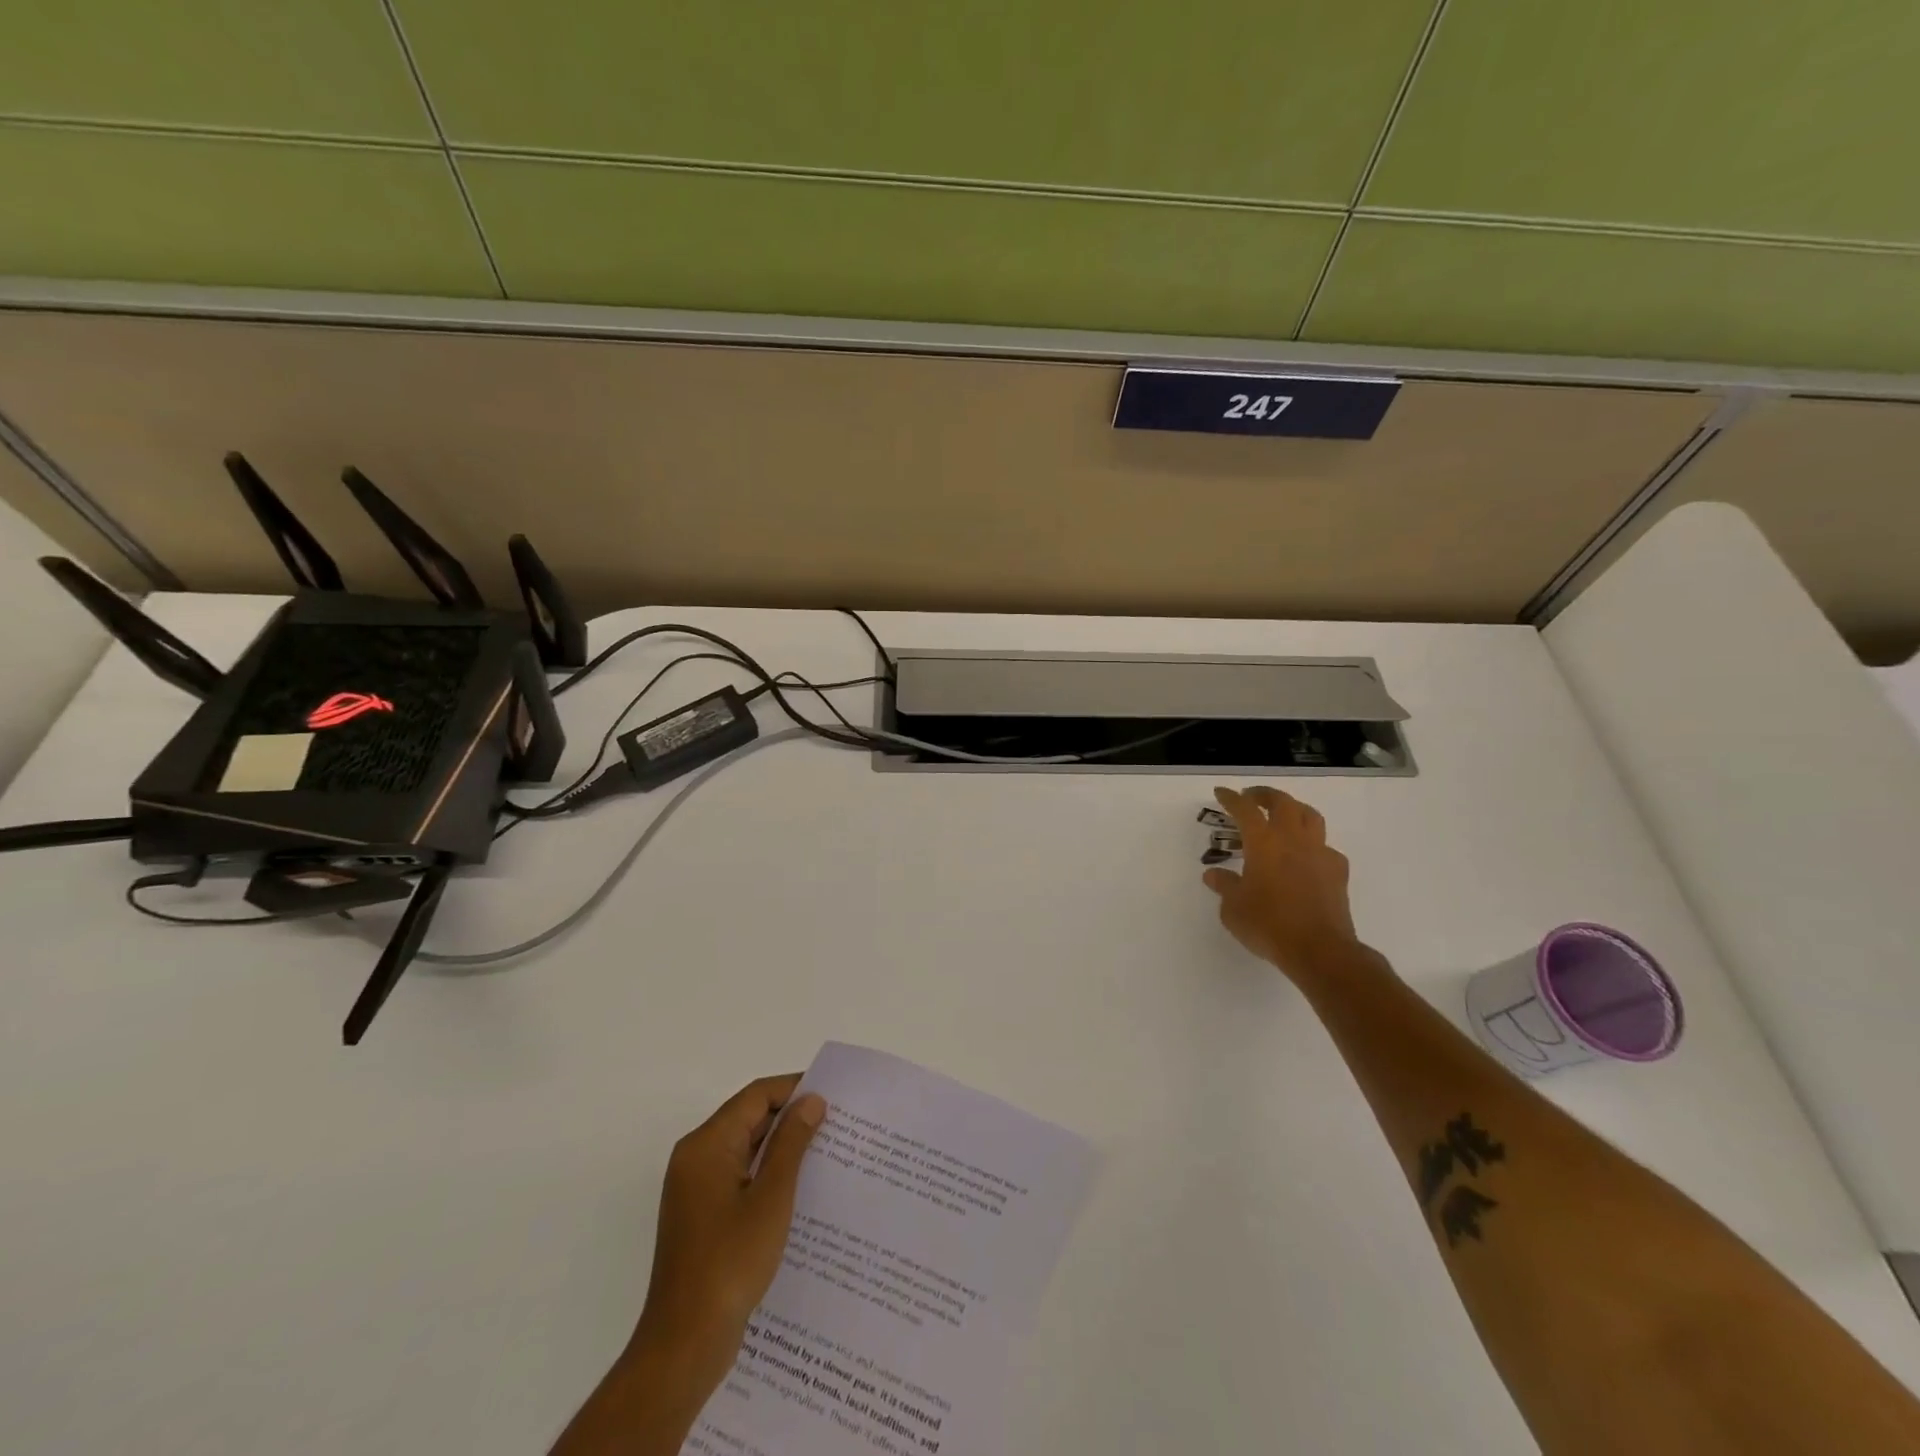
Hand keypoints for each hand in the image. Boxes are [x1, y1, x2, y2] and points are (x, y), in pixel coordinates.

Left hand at [631, 1075, 826, 1393]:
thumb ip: (792, 1143)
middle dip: (791, 1118)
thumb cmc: (730, 1262)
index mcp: (706, 1145)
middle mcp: (696, 1158)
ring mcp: (696, 1189)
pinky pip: (739, 1177)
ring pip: (745, 1149)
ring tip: (826, 1152)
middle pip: (748, 1119)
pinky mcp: (702, 1216)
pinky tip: (799, 1189)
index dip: (794, 1089)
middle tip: (836, 1123)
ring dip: (781, 1148)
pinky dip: (767, 1174)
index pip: (755, 1097)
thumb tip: (811, 1101)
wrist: (684, 1344)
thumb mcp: (771, 1197)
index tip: (832, 1094)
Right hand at [1202, 785, 1361, 980]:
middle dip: (1265, 795)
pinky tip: (1305, 857)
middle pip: (1282, 802)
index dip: (1231, 798)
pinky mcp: (1338, 871)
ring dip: (1294, 809)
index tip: (1221, 793)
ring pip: (1310, 816)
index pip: (1245, 809)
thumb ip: (1225, 886)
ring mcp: (1319, 853)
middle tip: (1252, 797)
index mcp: (1263, 843)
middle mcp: (1293, 840)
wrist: (1319, 950)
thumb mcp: (1233, 908)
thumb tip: (1214, 875)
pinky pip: (1325, 846)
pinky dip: (1312, 844)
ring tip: (1283, 817)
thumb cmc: (1268, 925)